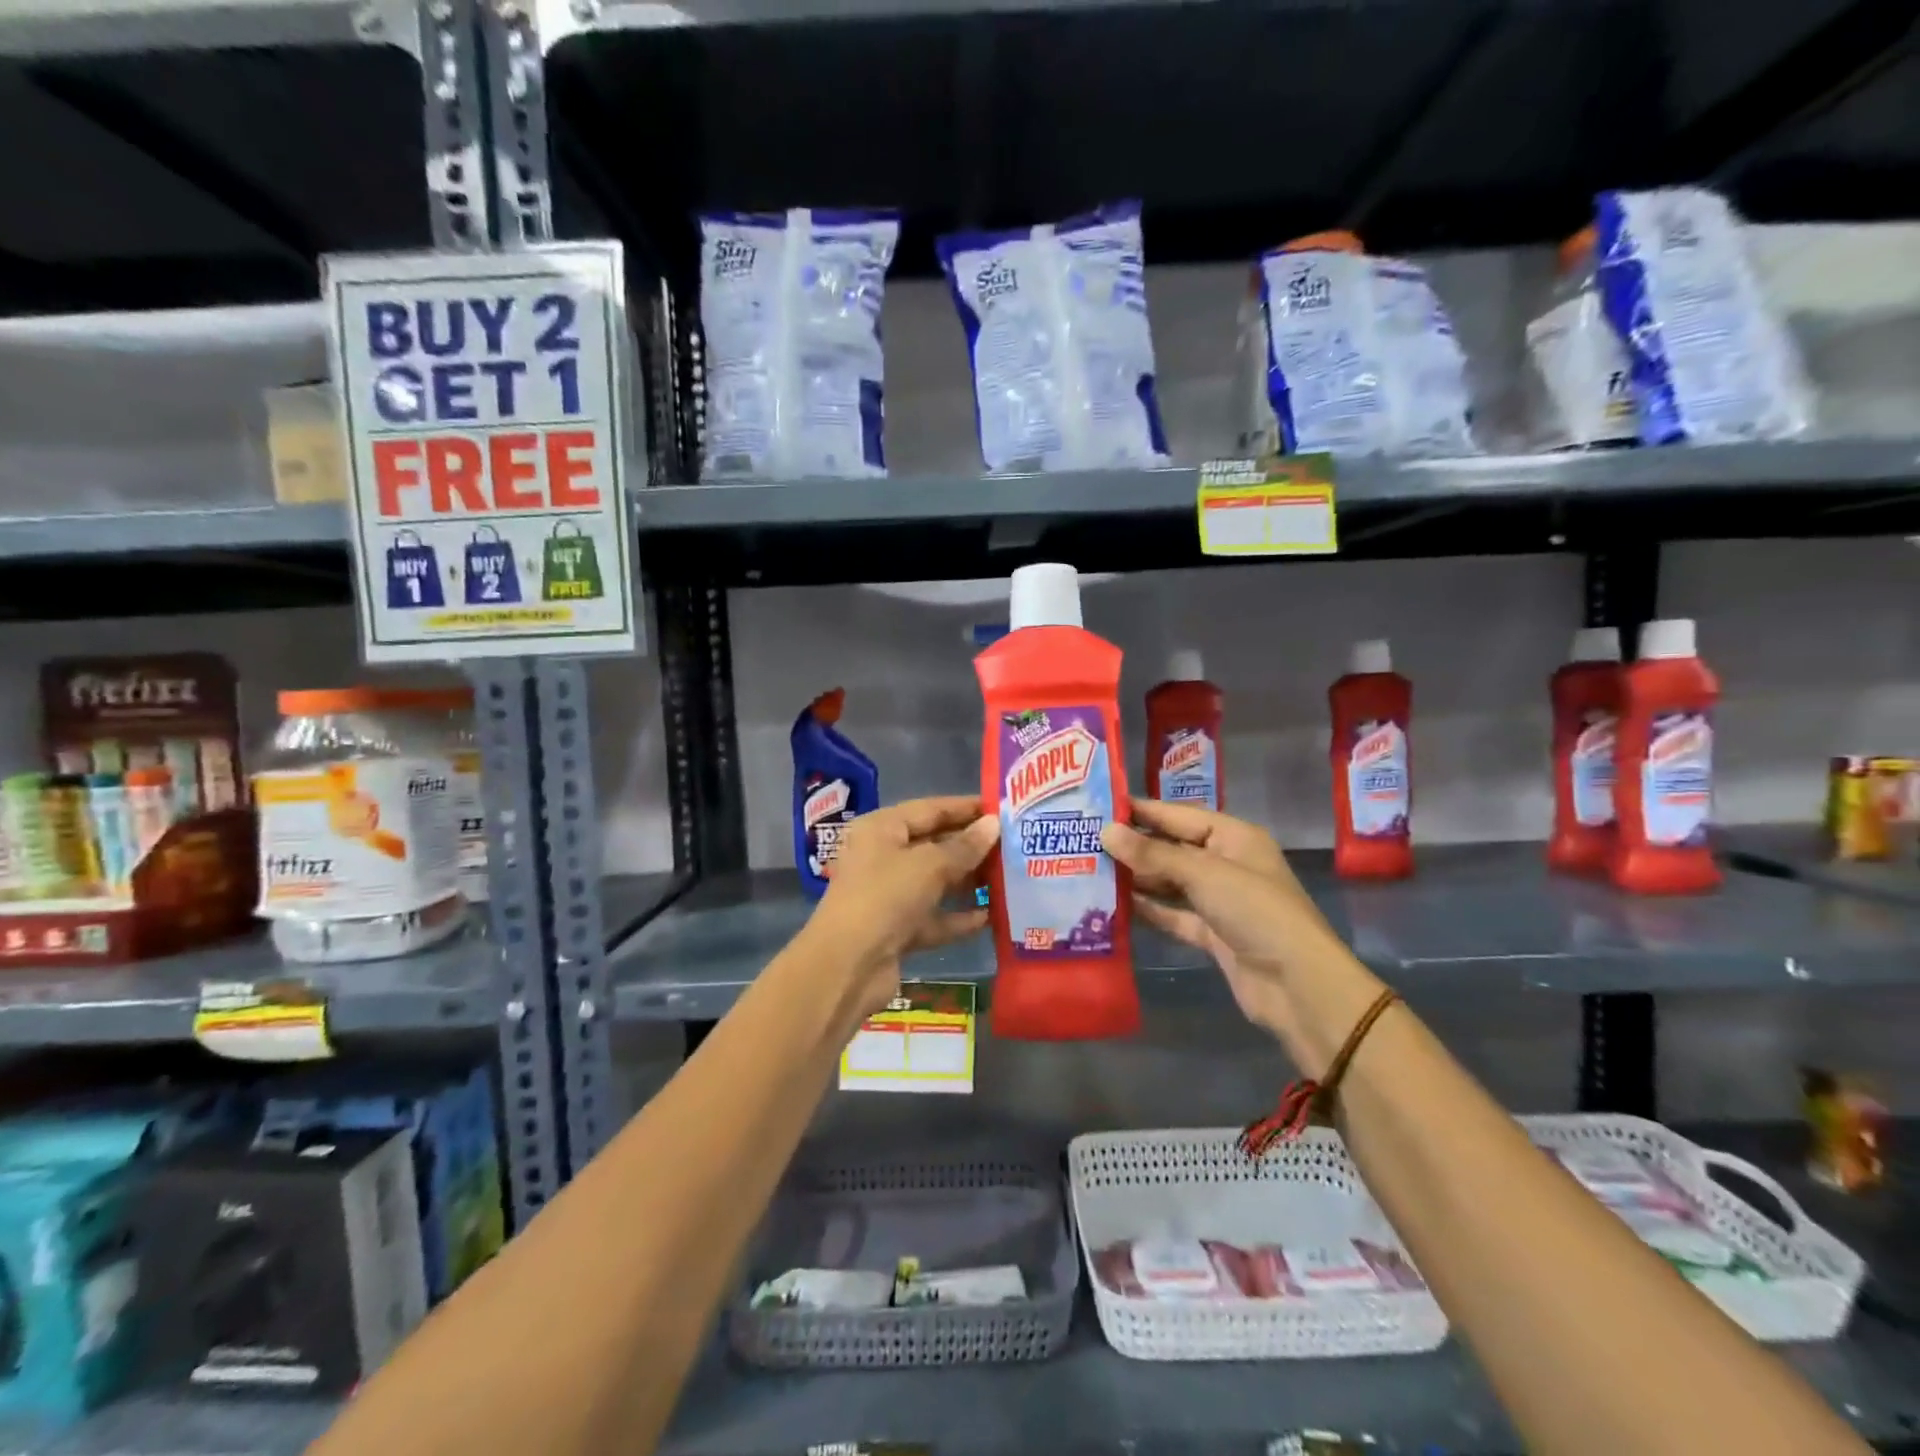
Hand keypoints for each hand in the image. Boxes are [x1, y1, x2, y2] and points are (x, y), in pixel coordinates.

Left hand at [811, 796, 1000, 1011]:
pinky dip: (957, 917)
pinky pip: (933, 917)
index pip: (929, 809)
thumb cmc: (886, 897)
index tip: (1001, 808)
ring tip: (1007, 878)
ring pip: (935, 882)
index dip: (965, 808)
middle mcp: (882, 857)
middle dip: (970, 846)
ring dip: (967, 882)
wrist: (847, 967)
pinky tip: (989, 917)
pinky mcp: (896, 930)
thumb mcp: (929, 865)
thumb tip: (994, 825)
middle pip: (933, 845)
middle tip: (1013, 845)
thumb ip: (965, 846)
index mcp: (881, 829)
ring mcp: (888, 896)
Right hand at [1101, 800, 1350, 1062]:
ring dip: (1136, 878)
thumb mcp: (1203, 874)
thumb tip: (1106, 832)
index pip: (1179, 815)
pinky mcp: (1211, 933)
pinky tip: (1114, 904)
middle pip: (1172, 848)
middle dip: (1133, 845)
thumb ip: (1153, 855)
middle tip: (1084, 839)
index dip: (1141, 810)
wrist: (1297, 986)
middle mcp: (1225, 863)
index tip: (1098, 805)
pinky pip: (1172, 914)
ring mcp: (1218, 900)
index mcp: (1233, 837)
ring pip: (1169, 882)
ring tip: (1090, 868)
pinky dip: (1148, 909)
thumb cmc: (1256, 912)